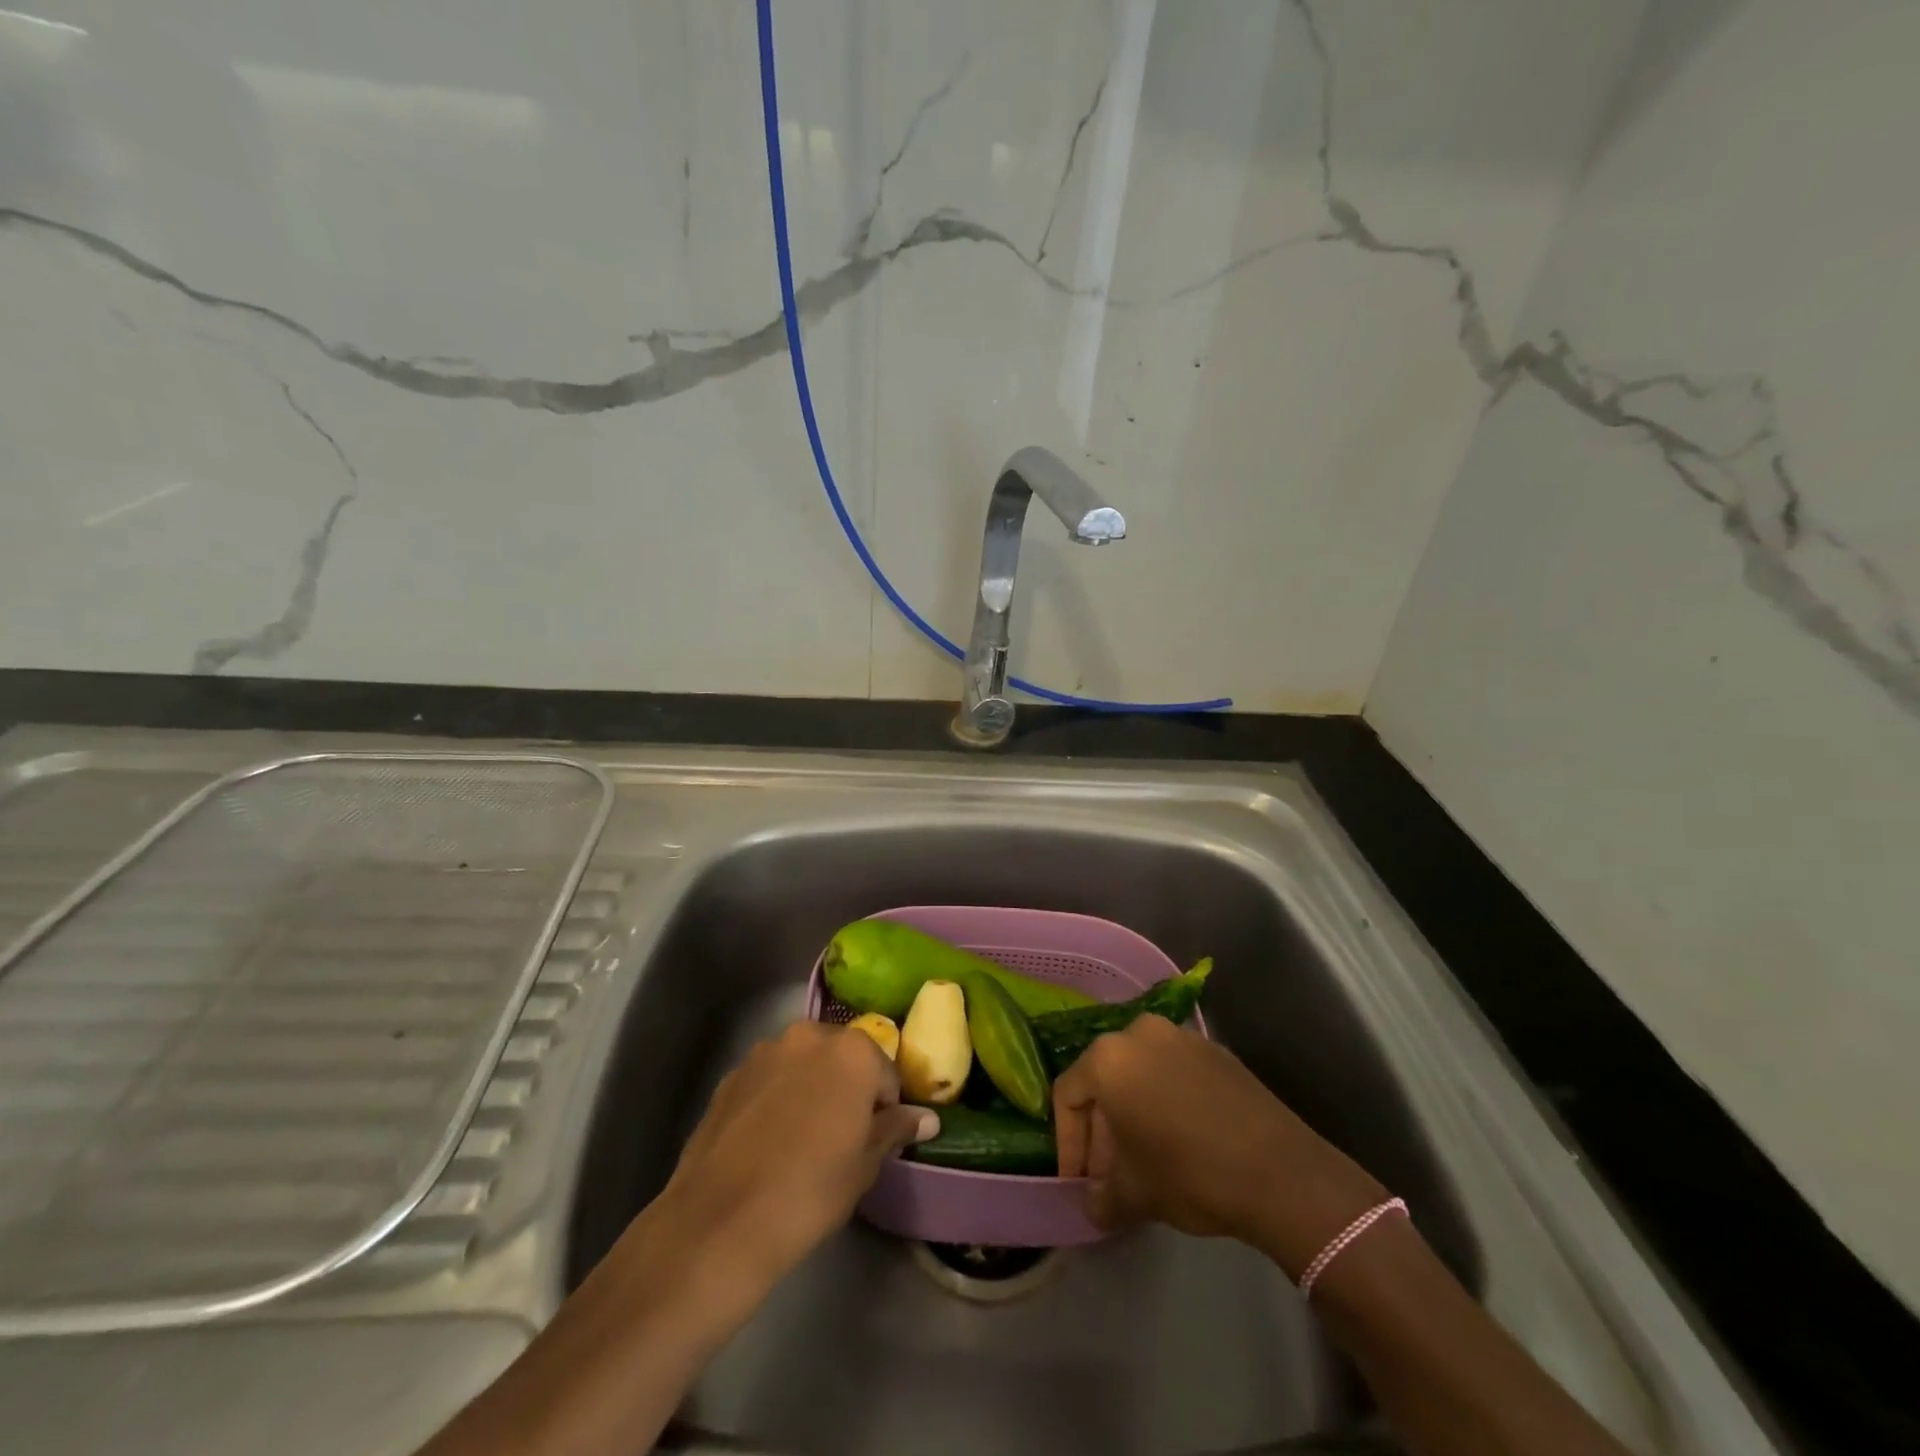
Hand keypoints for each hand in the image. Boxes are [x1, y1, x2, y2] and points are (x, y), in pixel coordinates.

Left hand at [648, 1019, 936, 1292]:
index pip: (885, 1074)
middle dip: (846, 1088)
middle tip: (840, 1138)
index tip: (873, 1141)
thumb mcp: (865, 1165)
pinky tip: (768, 1142)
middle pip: (843, 1058)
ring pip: (803, 1065)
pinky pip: (769, 1080)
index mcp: (852, 1051)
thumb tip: (926, 1117)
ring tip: (801, 1140)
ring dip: (810, 1088)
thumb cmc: (810, 1190)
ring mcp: (765, 1052)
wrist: (720, 1221)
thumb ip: (895, 1129)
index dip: (884, 1109)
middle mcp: (809, 1036)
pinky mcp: (731, 1075)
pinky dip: (776, 1098)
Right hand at [1053, 1015, 1386, 1275]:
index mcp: (1108, 1057)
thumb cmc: (1189, 1173)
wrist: (1279, 1171)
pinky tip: (1178, 1140)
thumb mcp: (1134, 1194)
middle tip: (1108, 1175)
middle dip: (1101, 1130)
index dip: (1068, 1142)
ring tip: (1143, 1160)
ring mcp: (1181, 1036)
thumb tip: (1094, 1205)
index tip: (1078, 1180)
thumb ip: (1102, 1197)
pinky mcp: (1214, 1050)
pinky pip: (1172, 1072)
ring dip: (1133, 1114)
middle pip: (1104, 1080)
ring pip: (1139, 1074)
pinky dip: (1164, 1101)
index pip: (1067, 1093)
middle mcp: (1139, 1032)